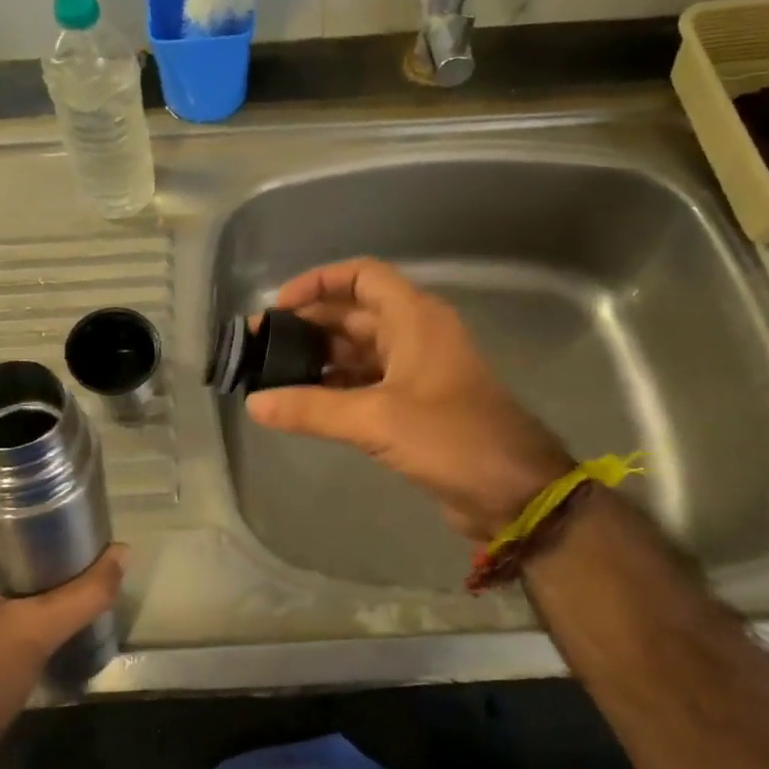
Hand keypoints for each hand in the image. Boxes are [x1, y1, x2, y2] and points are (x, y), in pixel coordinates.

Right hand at [245, 257, 573, 543]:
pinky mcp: (413, 405)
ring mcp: (414, 371)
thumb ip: (312, 409)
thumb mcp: (376, 418)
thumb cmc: (451, 438)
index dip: (318, 282)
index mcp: (414, 318)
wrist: (514, 492)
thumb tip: (254, 403)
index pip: (361, 276)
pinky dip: (333, 387)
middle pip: (352, 314)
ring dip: (317, 358)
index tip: (279, 307)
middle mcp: (414, 335)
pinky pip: (364, 383)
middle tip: (260, 346)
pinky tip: (302, 402)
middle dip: (307, 325)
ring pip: (356, 350)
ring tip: (271, 374)